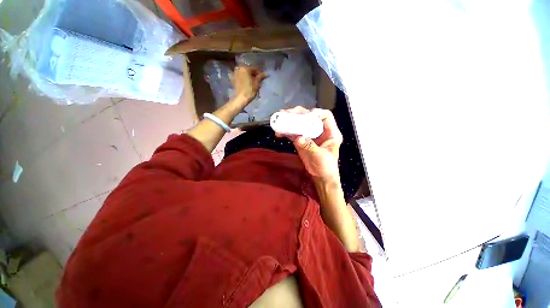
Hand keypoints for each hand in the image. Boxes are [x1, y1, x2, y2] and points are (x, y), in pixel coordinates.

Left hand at [231, 66, 266, 103]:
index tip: (264, 76)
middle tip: (258, 79)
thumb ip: (261, 77)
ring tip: (252, 81)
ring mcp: (234, 73)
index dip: (260, 72)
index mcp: (245, 68)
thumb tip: (266, 73)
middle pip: (248, 70)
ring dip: (248, 75)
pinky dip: (242, 78)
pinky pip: (238, 76)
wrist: (240, 99)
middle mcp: (239, 68)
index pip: (255, 68)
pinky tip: (244, 81)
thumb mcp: (256, 83)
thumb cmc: (249, 91)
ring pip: (243, 73)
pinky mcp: (232, 79)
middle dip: (253, 74)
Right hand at [276, 107, 342, 181]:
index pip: (326, 116)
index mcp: (330, 132)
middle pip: (310, 117)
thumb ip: (310, 146)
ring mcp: (309, 135)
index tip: (307, 116)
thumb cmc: (326, 167)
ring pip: (300, 123)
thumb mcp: (320, 156)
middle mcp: (320, 130)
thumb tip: (298, 137)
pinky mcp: (301, 140)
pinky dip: (286, 131)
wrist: (320, 176)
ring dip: (290, 120)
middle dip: (299, 114)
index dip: (317, 113)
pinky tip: (279, 132)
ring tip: (280, 119)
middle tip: (288, 114)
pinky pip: (294, 133)